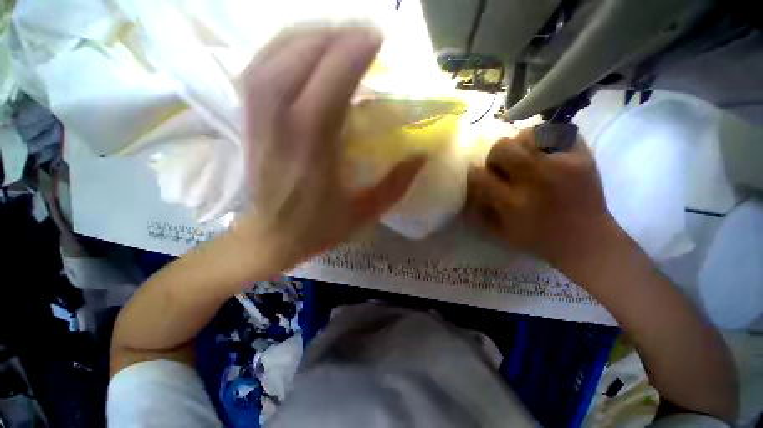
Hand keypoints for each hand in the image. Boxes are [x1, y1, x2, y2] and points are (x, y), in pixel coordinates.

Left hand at [232, 27, 424, 269]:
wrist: (270, 236)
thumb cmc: (318, 229)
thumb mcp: (365, 214)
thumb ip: (396, 184)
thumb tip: (422, 153)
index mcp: (313, 154)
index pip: (329, 87)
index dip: (353, 55)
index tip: (378, 39)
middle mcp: (281, 128)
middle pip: (299, 60)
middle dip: (335, 36)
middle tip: (364, 33)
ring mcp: (258, 120)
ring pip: (275, 56)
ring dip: (309, 35)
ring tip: (337, 32)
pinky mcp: (249, 119)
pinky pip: (259, 67)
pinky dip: (282, 46)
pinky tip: (303, 45)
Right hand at [465, 129, 616, 265]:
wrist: (587, 240)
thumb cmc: (539, 240)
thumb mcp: (501, 233)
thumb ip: (481, 211)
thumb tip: (469, 190)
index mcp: (512, 202)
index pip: (479, 175)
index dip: (475, 174)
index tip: (480, 178)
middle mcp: (534, 179)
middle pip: (501, 148)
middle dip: (495, 157)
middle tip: (504, 167)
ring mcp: (561, 164)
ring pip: (527, 135)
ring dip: (519, 146)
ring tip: (526, 158)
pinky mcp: (582, 157)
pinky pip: (557, 132)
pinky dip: (547, 139)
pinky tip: (547, 153)